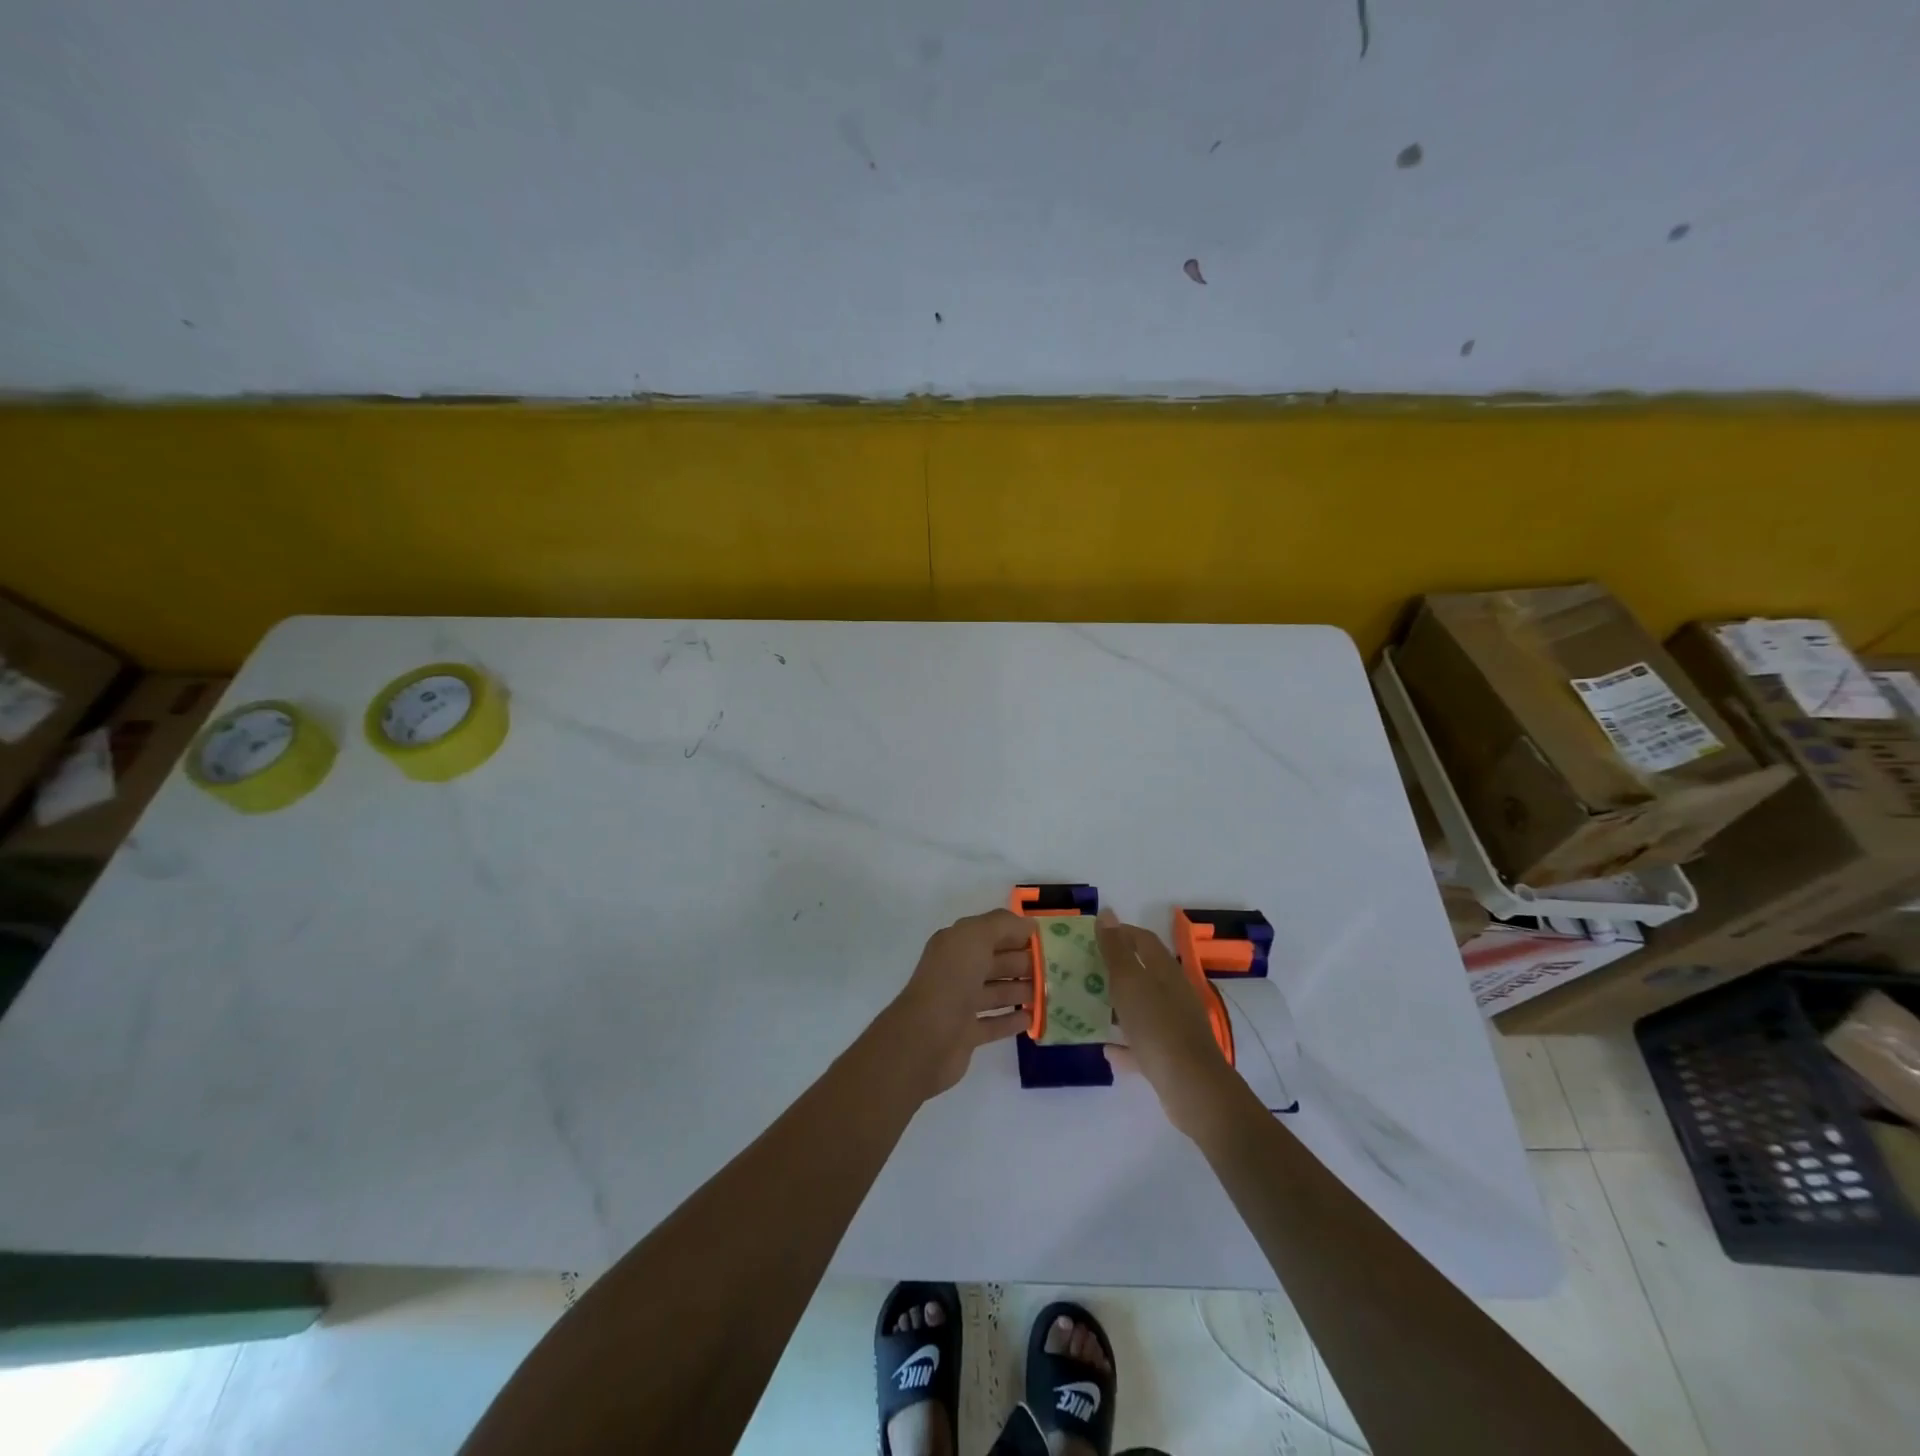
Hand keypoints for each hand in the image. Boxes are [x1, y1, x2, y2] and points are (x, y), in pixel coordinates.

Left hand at [887, 910, 1034, 1096]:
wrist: (925, 1038)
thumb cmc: (951, 980)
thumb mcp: (975, 937)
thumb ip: (1003, 924)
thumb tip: (1029, 924)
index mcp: (956, 945)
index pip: (991, 933)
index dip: (1017, 934)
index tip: (1048, 940)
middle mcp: (956, 971)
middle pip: (996, 962)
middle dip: (1024, 963)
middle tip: (1058, 969)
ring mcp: (960, 1004)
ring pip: (996, 992)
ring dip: (1022, 990)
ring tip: (1051, 992)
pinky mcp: (966, 1034)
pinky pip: (994, 1023)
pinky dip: (1012, 1019)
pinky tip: (1033, 1018)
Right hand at [1096, 908, 1241, 1140]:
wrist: (1192, 1088)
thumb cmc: (1157, 1027)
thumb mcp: (1129, 983)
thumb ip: (1115, 950)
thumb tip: (1107, 913)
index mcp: (1165, 971)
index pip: (1143, 940)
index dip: (1119, 933)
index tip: (1092, 936)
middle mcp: (1173, 993)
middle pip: (1143, 972)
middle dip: (1115, 969)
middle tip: (1085, 970)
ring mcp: (1175, 1024)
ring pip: (1143, 1006)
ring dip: (1119, 1005)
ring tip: (1090, 1007)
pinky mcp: (1172, 1054)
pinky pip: (1143, 1041)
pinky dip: (1125, 1042)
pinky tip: (1107, 1049)